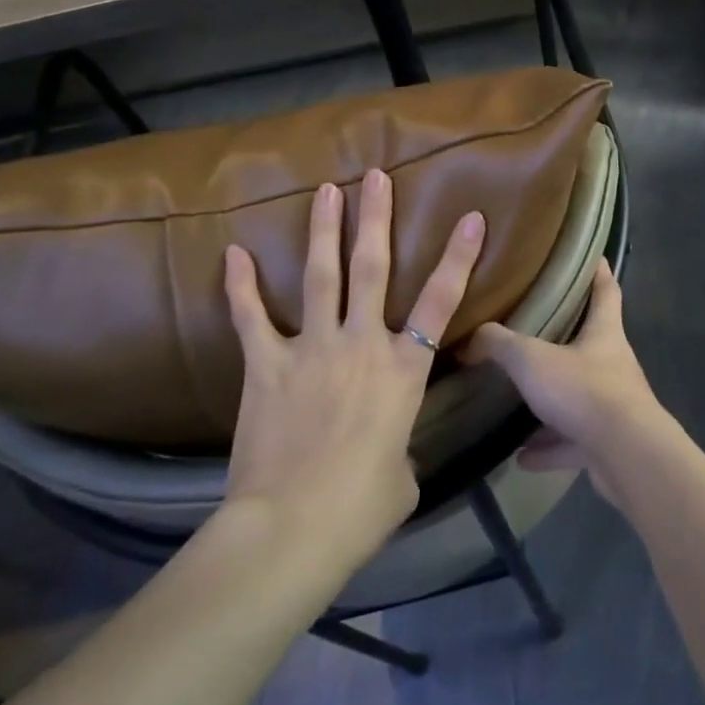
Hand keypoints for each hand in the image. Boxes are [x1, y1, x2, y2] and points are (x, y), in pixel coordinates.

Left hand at [220, 170, 485, 564]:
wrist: (293, 528)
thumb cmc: (360, 509)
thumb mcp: (401, 477)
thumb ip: (398, 446)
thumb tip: (387, 447)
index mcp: (404, 371)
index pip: (442, 302)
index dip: (459, 257)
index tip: (471, 217)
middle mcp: (362, 344)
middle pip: (373, 268)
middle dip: (376, 218)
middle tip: (376, 176)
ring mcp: (312, 348)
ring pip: (321, 275)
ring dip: (324, 230)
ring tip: (326, 189)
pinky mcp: (266, 365)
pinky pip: (251, 318)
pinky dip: (241, 286)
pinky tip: (233, 253)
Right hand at [463, 259, 662, 505]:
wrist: (626, 456)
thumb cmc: (584, 390)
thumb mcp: (532, 359)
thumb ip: (499, 344)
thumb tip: (470, 337)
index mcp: (604, 332)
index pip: (606, 289)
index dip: (597, 270)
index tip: (589, 254)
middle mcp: (612, 364)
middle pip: (590, 342)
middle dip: (564, 337)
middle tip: (531, 328)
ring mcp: (612, 406)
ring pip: (578, 396)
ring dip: (551, 401)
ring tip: (518, 400)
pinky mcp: (606, 444)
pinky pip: (572, 441)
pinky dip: (549, 447)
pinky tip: (522, 456)